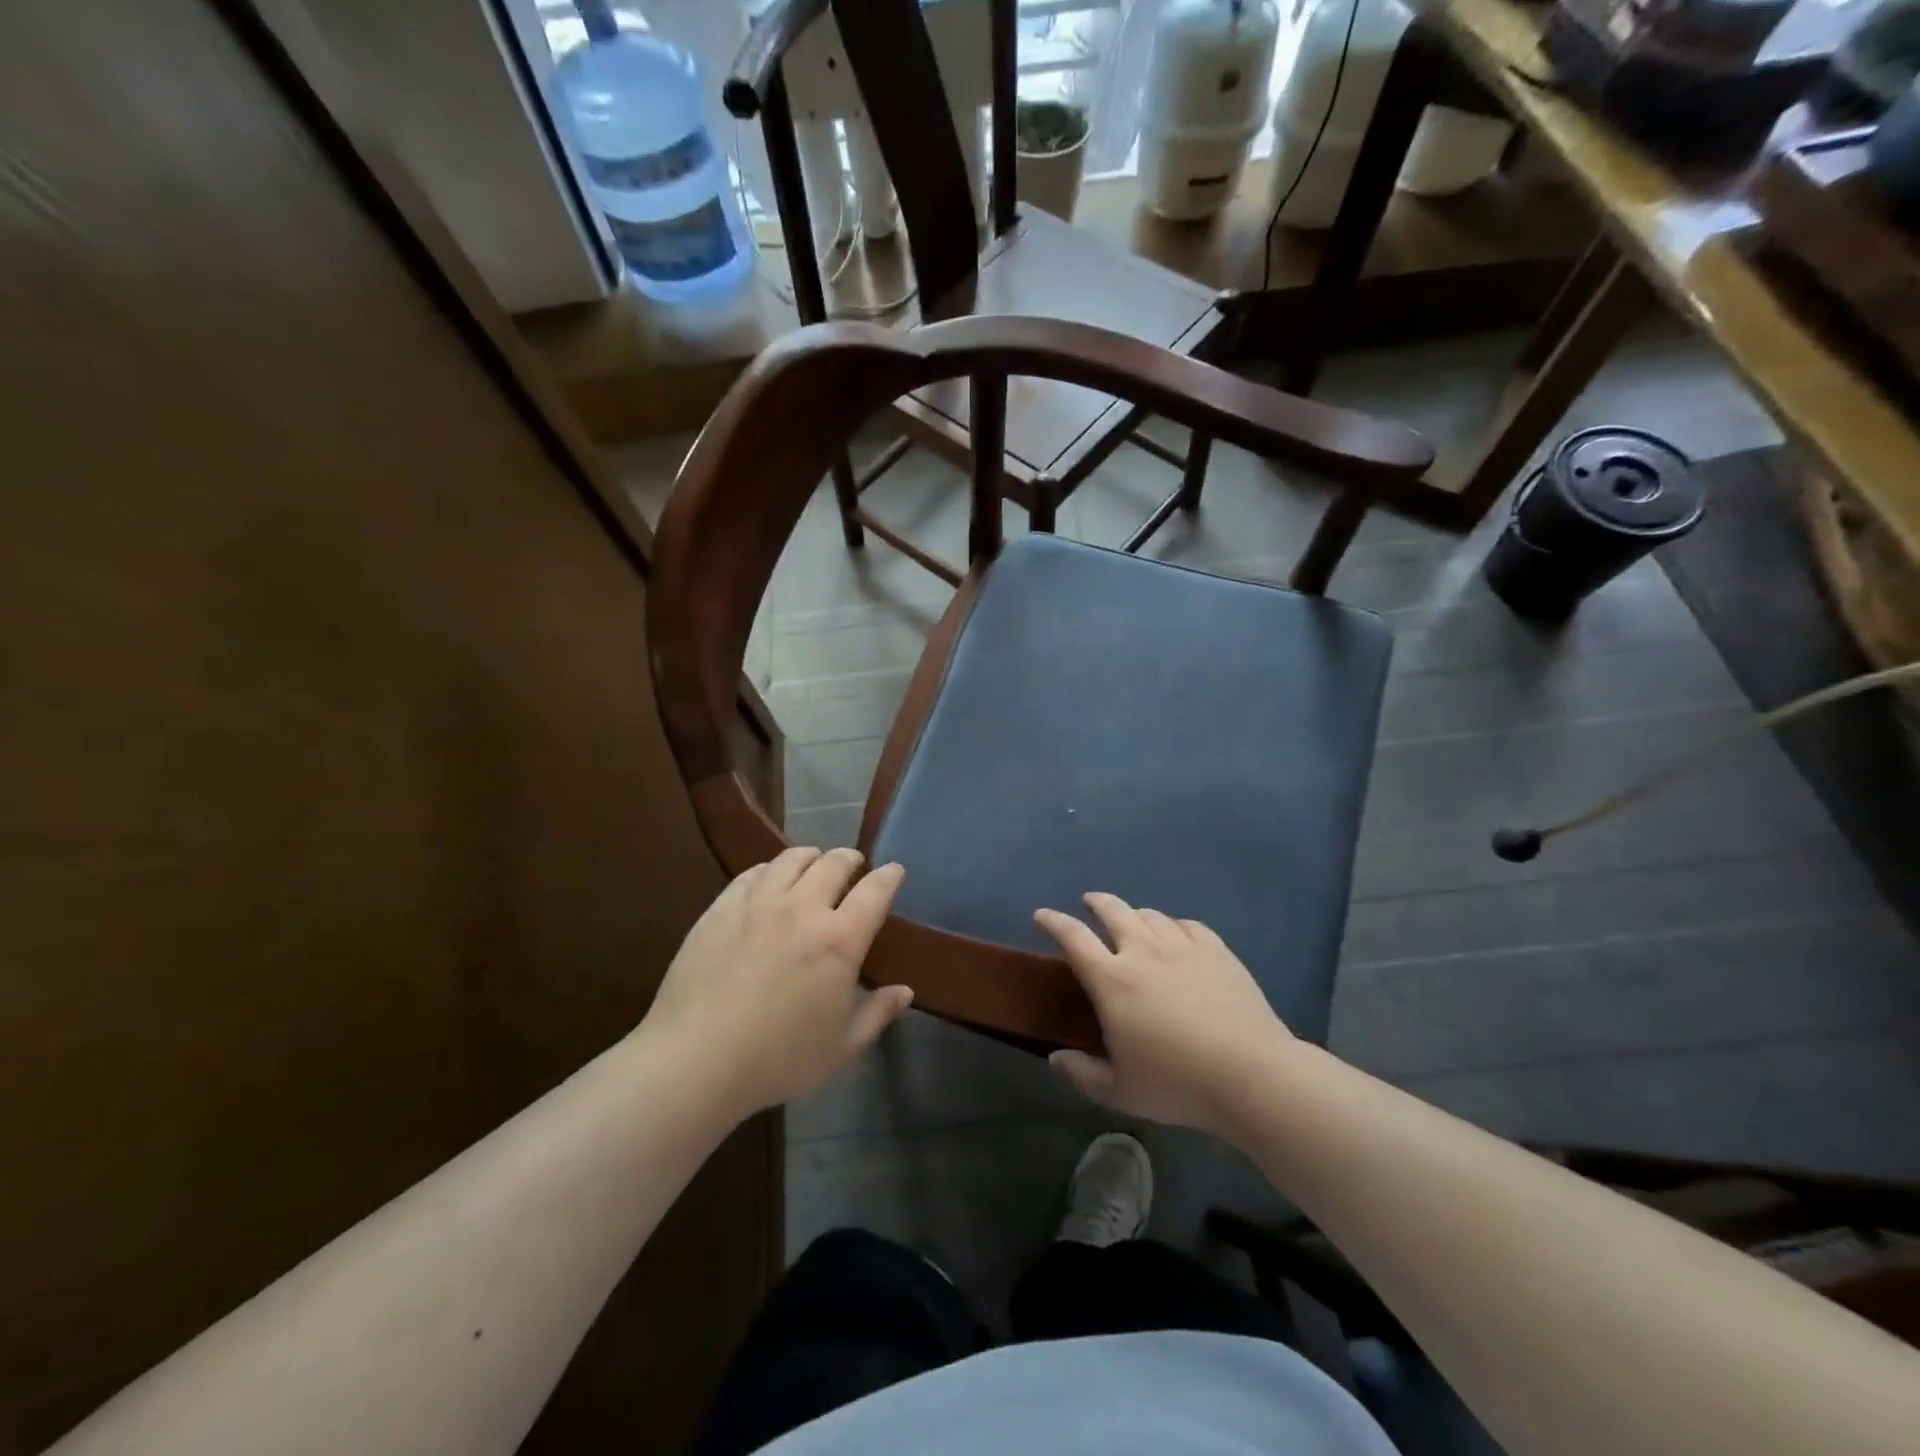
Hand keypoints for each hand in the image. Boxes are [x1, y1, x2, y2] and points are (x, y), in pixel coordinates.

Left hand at [643, 847, 912, 1117]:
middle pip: (834, 864)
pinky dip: (770, 869)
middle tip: (853, 864)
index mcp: (840, 941)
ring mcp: (759, 903)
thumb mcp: (841, 1050)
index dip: (889, 876)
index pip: (875, 891)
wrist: (695, 1059)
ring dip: (811, 857)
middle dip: (850, 859)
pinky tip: (769, 879)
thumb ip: (877, 1015)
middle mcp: (803, 909)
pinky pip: (753, 873)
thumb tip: (905, 991)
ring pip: (792, 859)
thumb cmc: (778, 1060)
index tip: (894, 870)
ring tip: (813, 862)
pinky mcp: (722, 907)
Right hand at [1035, 893, 1295, 1136]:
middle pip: (1113, 911)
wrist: (1251, 1075)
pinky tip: (1177, 935)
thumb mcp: (1119, 1091)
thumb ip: (1082, 1073)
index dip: (1054, 922)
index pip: (1073, 937)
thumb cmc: (1178, 1084)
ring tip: (1133, 922)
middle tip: (1089, 903)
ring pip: (1151, 915)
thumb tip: (1056, 1058)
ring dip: (1135, 914)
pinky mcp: (1216, 951)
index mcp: (1112, 980)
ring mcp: (1183, 947)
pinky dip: (1174, 926)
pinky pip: (1187, 925)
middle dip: (1096, 902)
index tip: (1042, 915)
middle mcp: (1143, 952)